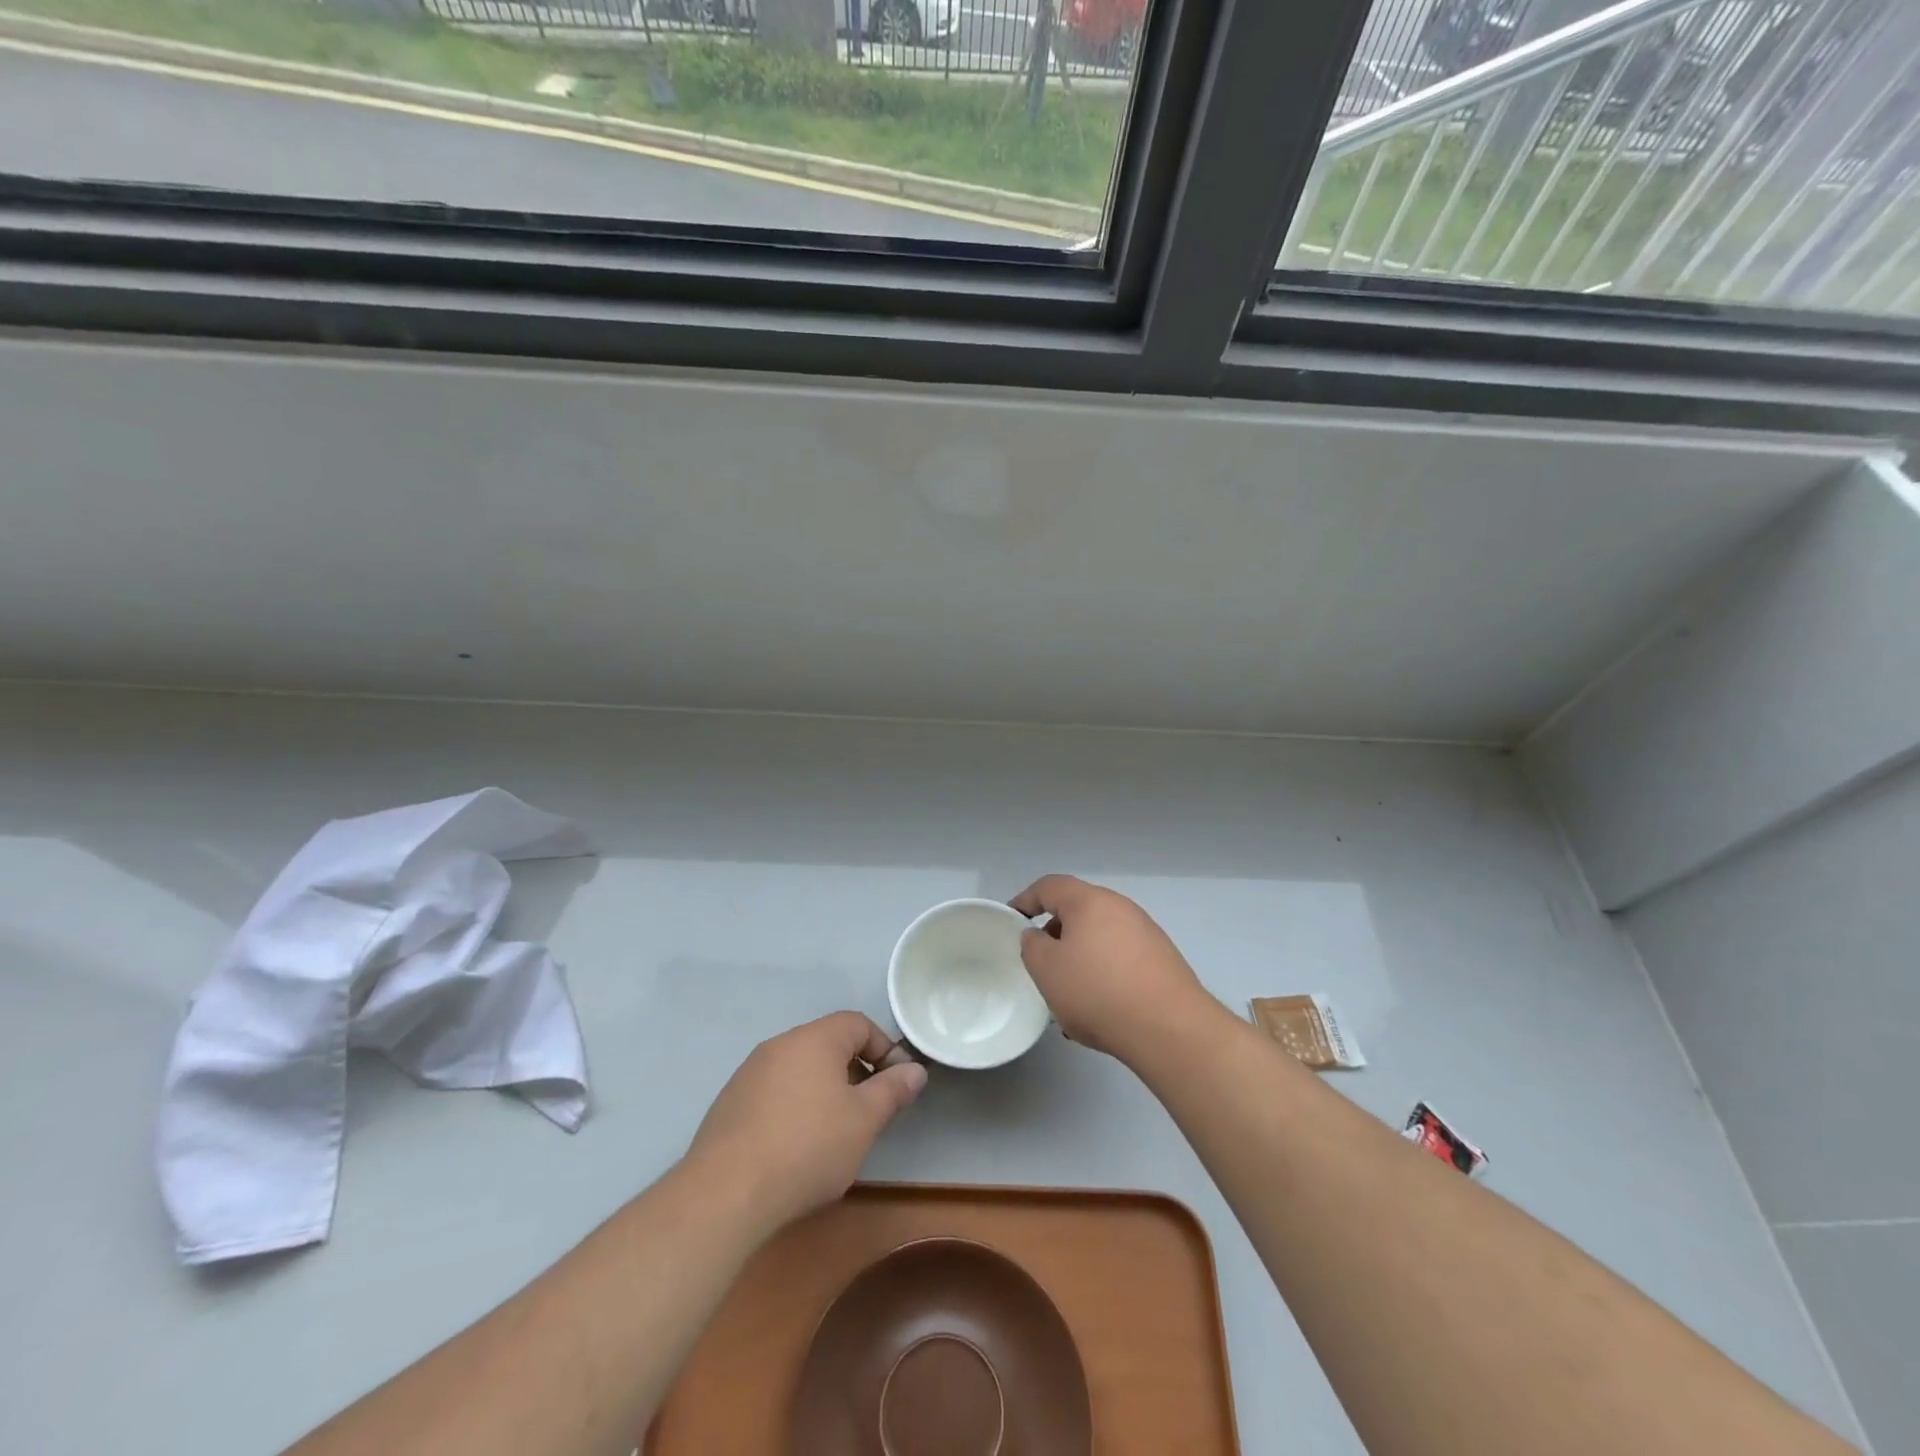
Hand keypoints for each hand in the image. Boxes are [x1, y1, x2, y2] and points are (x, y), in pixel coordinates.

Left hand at [685, 1012, 926, 1232]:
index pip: (858, 1024)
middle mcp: (780, 1045)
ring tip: (835, 1133)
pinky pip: (774, 1092)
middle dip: (855, 1072)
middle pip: (828, 1044)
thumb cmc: (807, 1147)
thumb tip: (914, 1069)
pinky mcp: (729, 1104)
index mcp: (814, 1039)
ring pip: (800, 1069)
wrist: (725, 1193)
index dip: (884, 1048)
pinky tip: (795, 1147)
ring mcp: (749, 1073)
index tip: (897, 1084)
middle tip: (870, 1112)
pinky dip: (794, 1107)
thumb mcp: (864, 1120)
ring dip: (824, 1090)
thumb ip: (892, 1090)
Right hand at [1011, 875, 1214, 1064]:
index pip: (1050, 886)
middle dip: (1055, 933)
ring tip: (1068, 996)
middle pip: (1078, 911)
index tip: (1011, 920)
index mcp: (1090, 901)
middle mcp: (1121, 908)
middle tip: (1040, 962)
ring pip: (1100, 938)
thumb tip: (1037, 935)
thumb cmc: (1098, 991)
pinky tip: (1099, 1011)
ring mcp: (1146, 933)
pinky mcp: (1162, 961)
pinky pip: (1120, 959)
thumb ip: (1032, 945)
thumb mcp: (1046, 969)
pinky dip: (1103, 975)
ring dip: (1079, 958)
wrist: (1170, 1029)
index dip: (1026, 900)